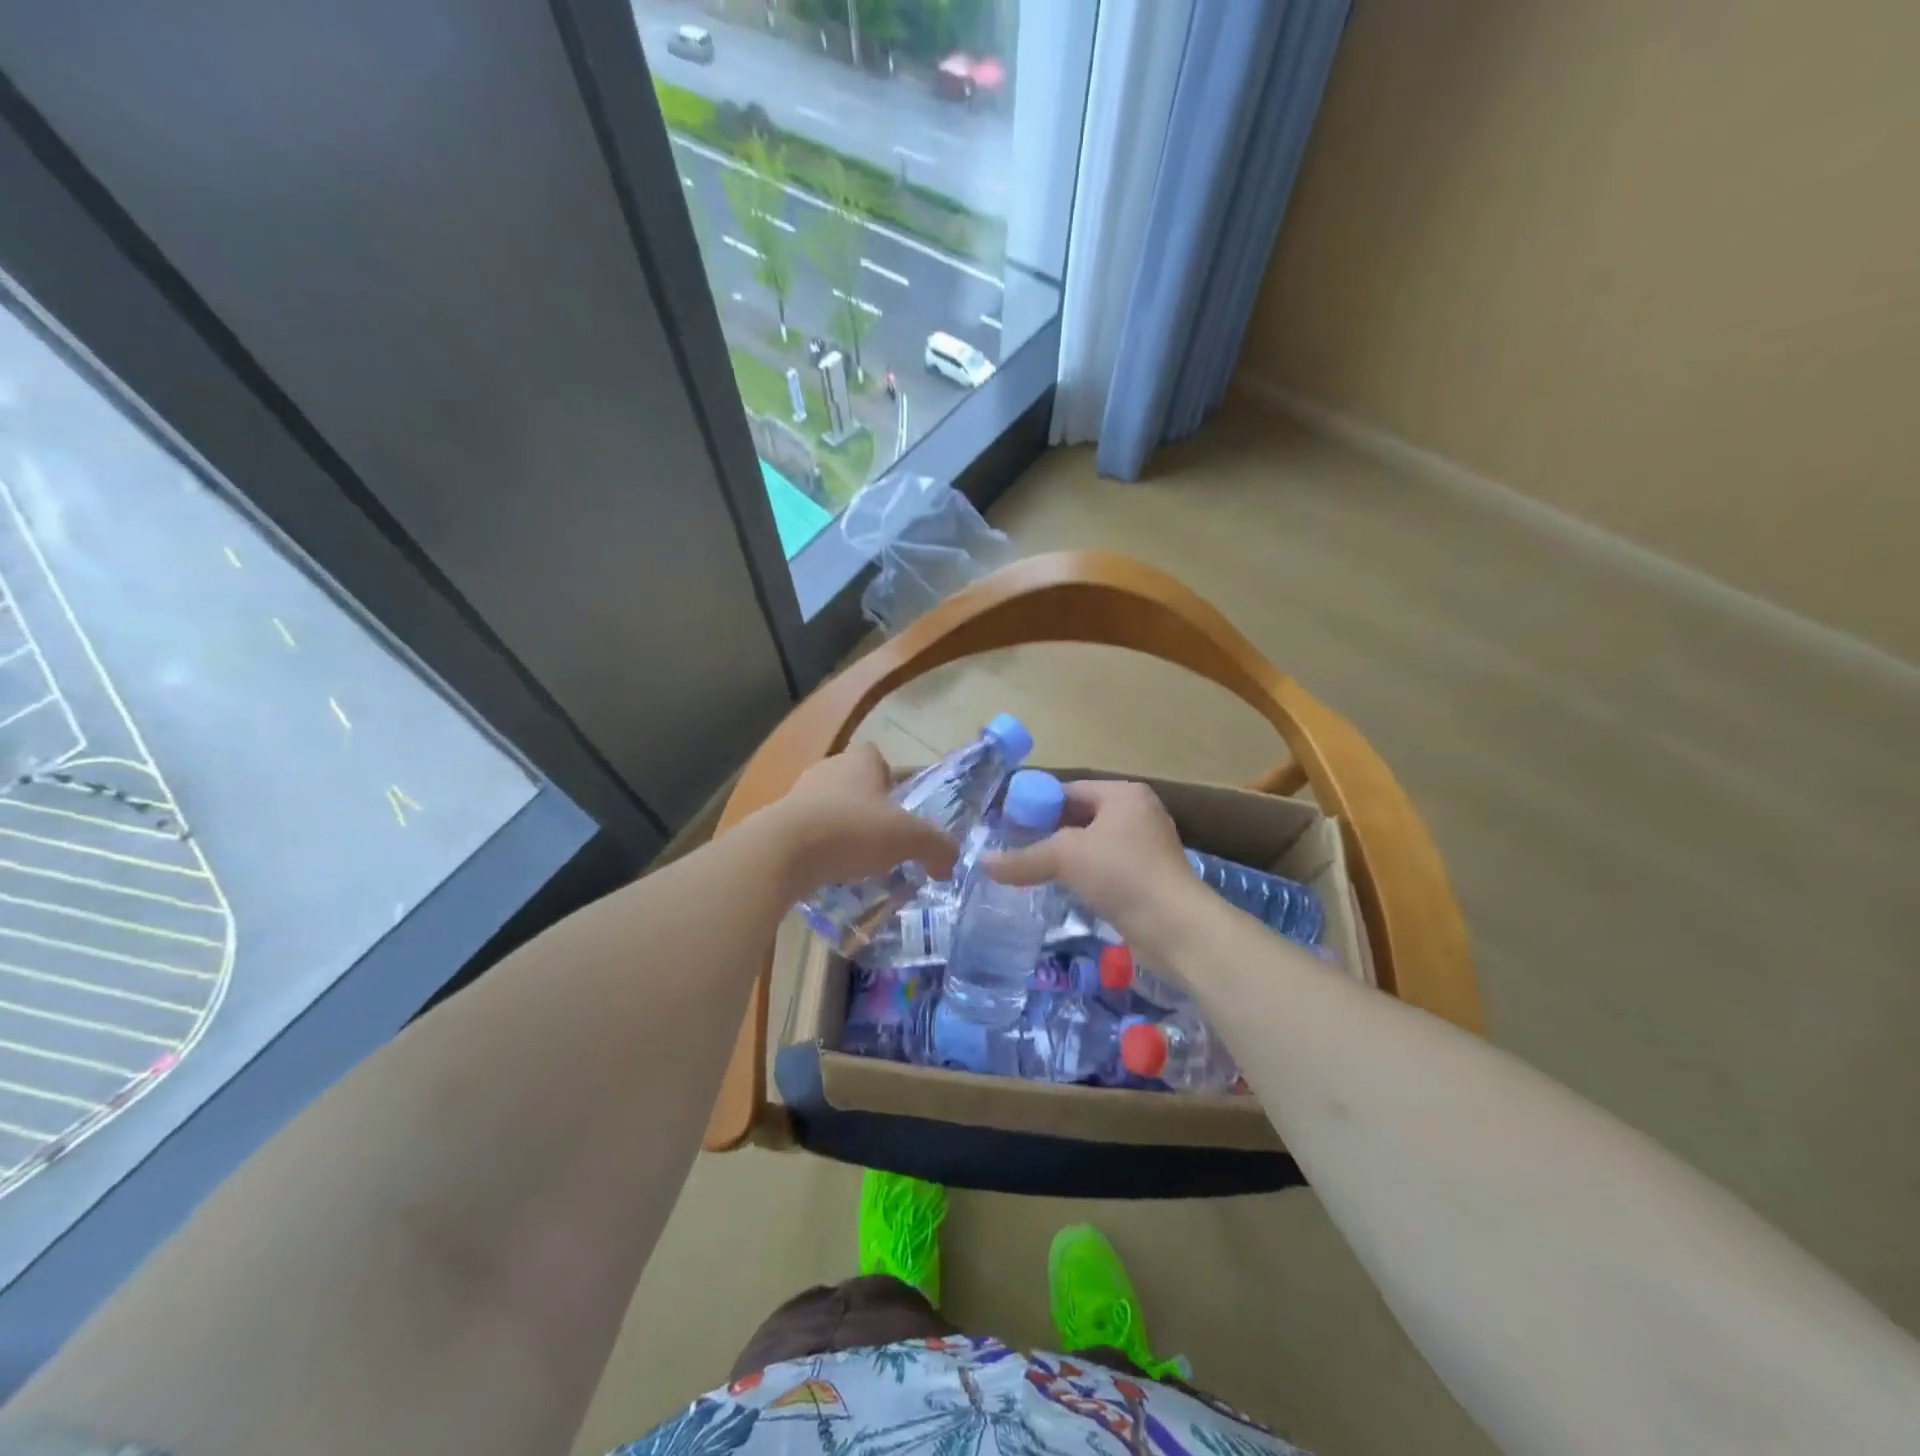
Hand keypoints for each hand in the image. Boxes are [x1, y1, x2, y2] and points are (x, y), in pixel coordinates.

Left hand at [765, 743, 959, 896]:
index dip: (889, 776)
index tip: (898, 803)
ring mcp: (798, 796)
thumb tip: (950, 863)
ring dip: (842, 829)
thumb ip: (937, 847)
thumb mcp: (908, 838)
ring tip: (859, 861)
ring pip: (829, 808)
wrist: (782, 852)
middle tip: (885, 838)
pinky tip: (831, 873)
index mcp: (859, 762)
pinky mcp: (778, 824)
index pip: (876, 756)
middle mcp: (827, 770)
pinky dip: (820, 849)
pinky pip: (808, 833)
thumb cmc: (852, 830)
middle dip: (868, 807)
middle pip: (852, 782)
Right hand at [984, 778, 1208, 965]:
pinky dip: (1082, 874)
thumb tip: (983, 863)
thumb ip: (1023, 858)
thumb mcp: (1065, 857)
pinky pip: (1105, 867)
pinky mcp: (1147, 878)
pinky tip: (1060, 888)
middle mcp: (1137, 814)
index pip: (1068, 790)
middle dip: (1047, 831)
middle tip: (1012, 845)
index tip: (1007, 823)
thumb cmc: (1122, 874)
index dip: (1035, 804)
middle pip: (1080, 816)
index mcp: (1123, 794)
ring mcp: (1145, 847)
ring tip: (1029, 867)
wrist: (1176, 928)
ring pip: (1092, 844)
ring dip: (1064, 856)